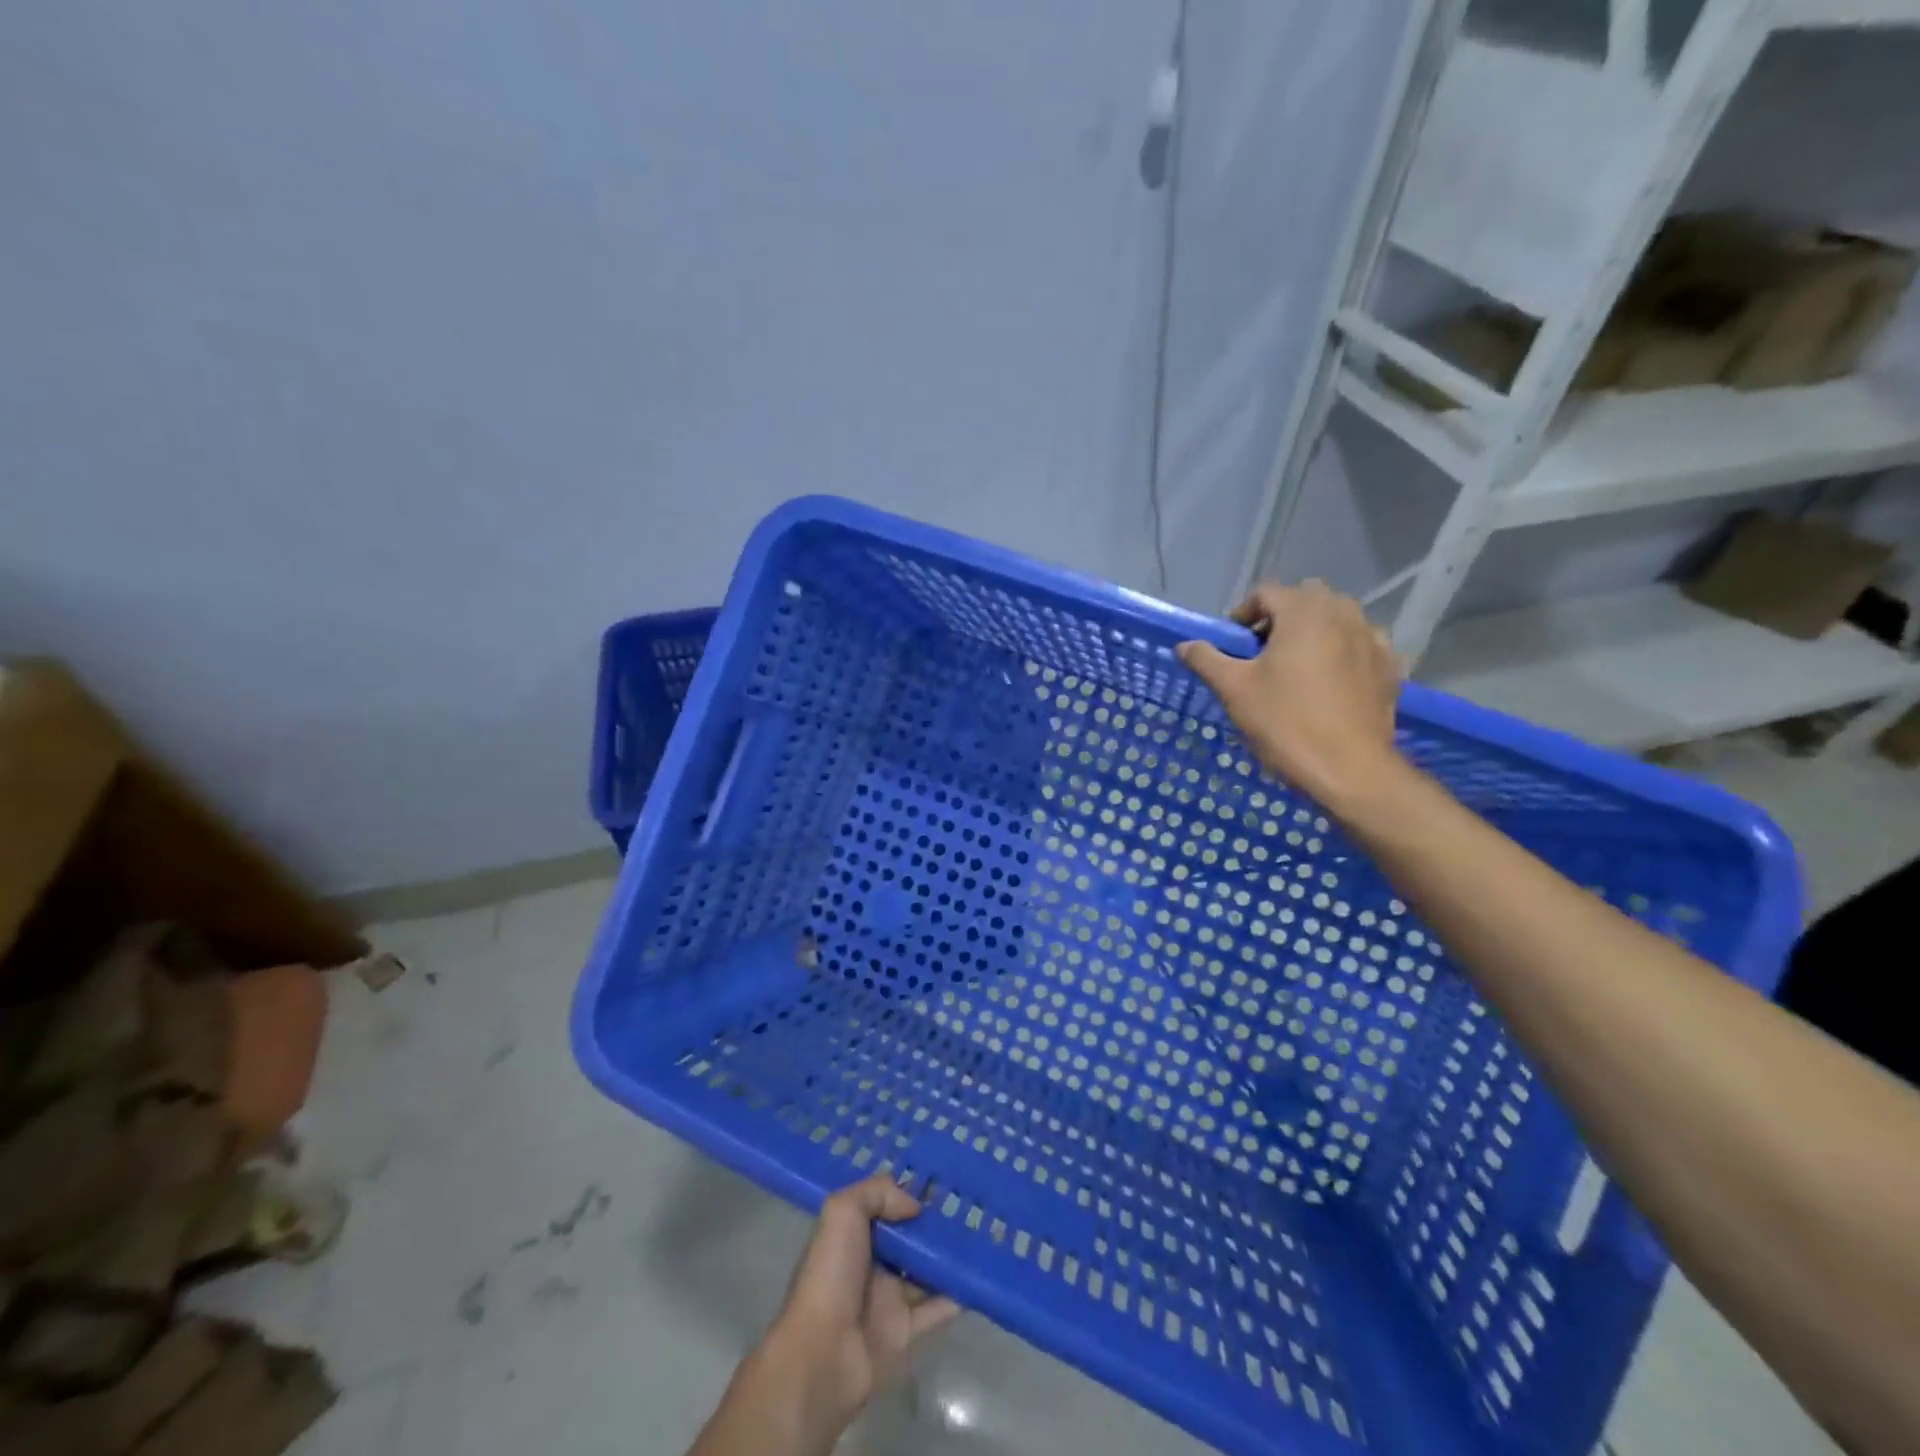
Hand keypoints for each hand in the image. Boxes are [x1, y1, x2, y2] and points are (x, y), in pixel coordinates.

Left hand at [759, 1176, 958, 1449]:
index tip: (942, 1179)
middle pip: (910, 1239)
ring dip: (949, 1257)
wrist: (822, 1355)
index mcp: (853, 1236)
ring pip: (926, 1271)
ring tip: (983, 1235)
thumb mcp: (843, 1212)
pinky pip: (937, 1309)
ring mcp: (888, 1300)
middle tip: (971, 1205)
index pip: (885, 1208)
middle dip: (935, 1224)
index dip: (909, 1194)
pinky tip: (977, 1276)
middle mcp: (871, 1264)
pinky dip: (956, 1295)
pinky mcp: (904, 1332)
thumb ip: (878, 1193)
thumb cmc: (830, 1275)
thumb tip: (914, 1205)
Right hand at [1178, 580, 1405, 813]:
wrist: (1348, 769)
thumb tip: (1185, 645)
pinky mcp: (1390, 667)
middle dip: (1280, 619)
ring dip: (1314, 633)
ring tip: (1296, 669)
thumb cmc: (1285, 722)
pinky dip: (1344, 654)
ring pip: (1337, 620)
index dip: (1242, 615)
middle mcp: (1344, 614)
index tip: (1233, 647)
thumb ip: (1207, 659)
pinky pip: (1362, 646)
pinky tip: (1331, 683)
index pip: (1266, 593)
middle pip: (1305, 600)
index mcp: (1304, 611)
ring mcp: (1373, 639)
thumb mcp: (1233, 690)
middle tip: (1261, 655)